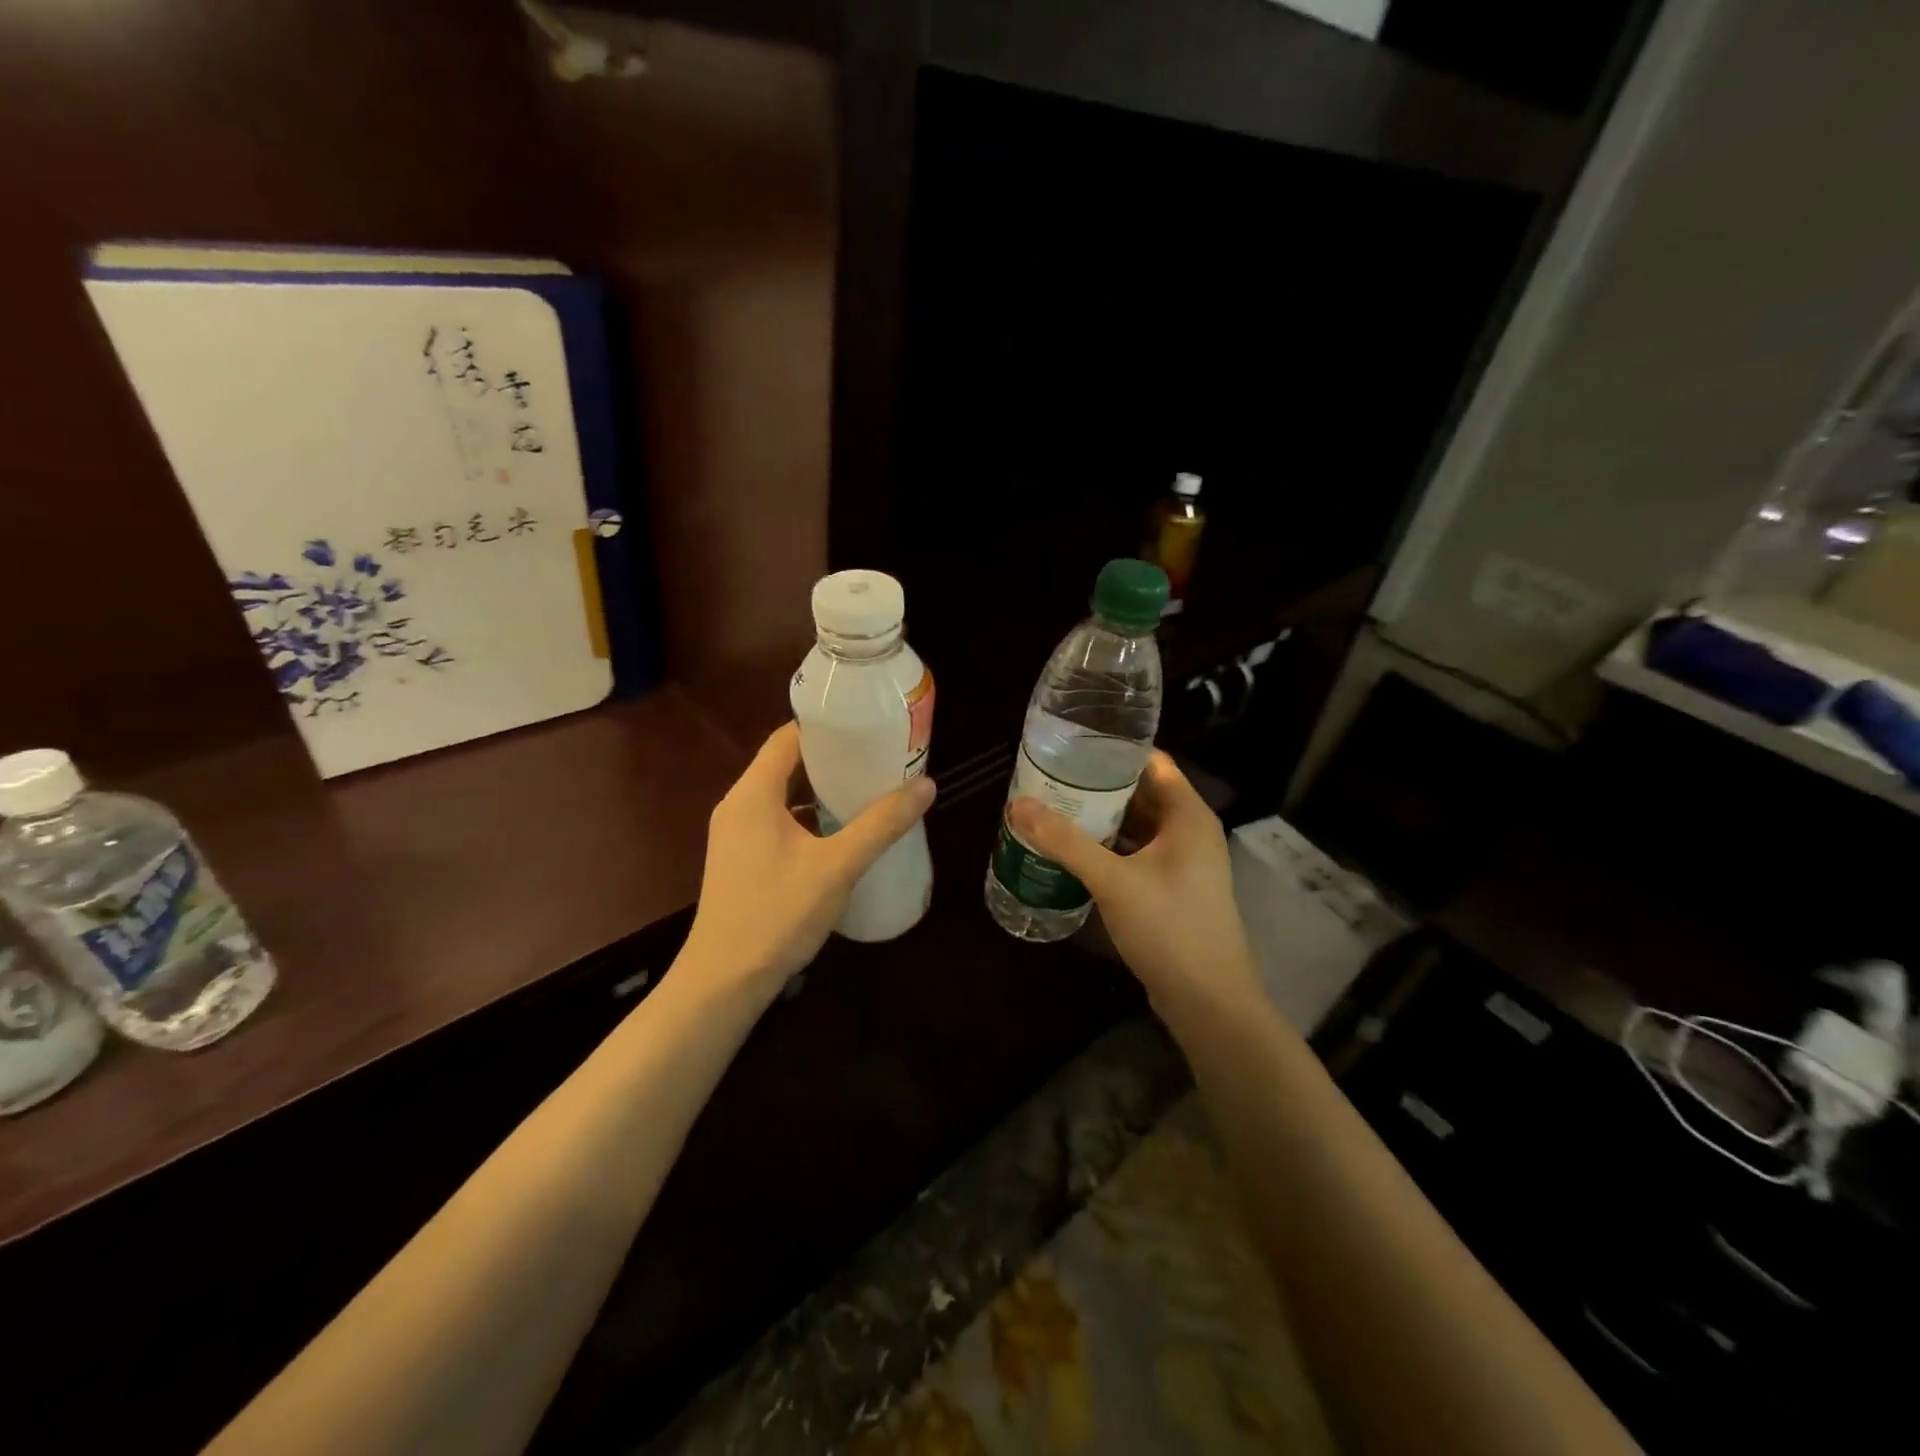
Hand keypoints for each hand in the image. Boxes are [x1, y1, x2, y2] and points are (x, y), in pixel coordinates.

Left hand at [681, 722, 935, 989]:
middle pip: (786, 765)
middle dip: (832, 759)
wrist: (724, 982)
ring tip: (868, 790)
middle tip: (879, 758)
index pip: (788, 738)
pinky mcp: (741, 860)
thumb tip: (926, 785)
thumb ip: (881, 824)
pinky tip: (842, 834)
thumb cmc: (777, 914)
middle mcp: (738, 806)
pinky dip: (809, 818)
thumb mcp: (837, 867)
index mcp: (753, 794)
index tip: (868, 727)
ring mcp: (736, 835)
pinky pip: (778, 822)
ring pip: (783, 797)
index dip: (827, 728)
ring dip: (821, 791)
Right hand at [1008, 751, 1258, 1019]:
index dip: (1112, 750)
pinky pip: (1136, 854)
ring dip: (1100, 818)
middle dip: (1096, 786)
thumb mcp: (1113, 880)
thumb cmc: (1169, 927)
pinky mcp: (1171, 889)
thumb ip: (1066, 842)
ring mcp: (1182, 862)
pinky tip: (1073, 851)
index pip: (1151, 762)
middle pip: (1140, 792)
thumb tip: (1017, 806)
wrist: (1209, 1002)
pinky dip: (1108, 848)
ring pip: (1137, 826)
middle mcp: (1189, 831)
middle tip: (1049, 778)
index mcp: (1187, 815)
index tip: (1070, 745)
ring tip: (1053, 808)